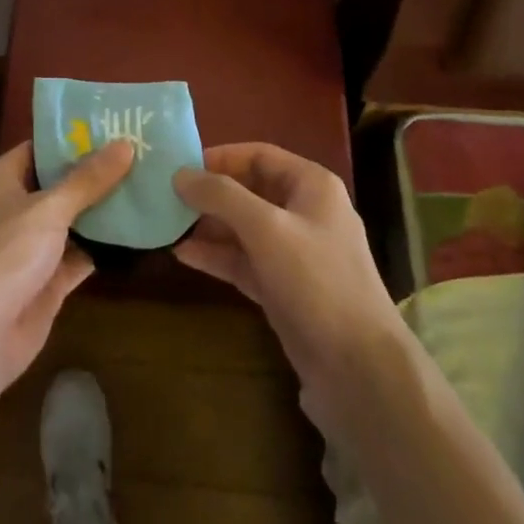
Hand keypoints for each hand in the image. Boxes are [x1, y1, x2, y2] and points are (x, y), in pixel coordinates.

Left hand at [0, 139, 135, 396]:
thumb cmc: (4, 255)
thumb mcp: (49, 209)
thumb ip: (88, 179)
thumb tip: (126, 144)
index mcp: (1, 179)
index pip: (40, 148)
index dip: (75, 138)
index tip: (115, 125)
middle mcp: (13, 207)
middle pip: (60, 183)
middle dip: (97, 173)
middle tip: (143, 154)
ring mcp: (30, 246)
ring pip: (72, 220)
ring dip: (103, 210)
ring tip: (149, 186)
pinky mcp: (46, 280)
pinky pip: (79, 255)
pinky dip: (104, 247)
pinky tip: (138, 233)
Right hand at [173, 143, 406, 438]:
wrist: (358, 368)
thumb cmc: (315, 281)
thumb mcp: (266, 229)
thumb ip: (221, 196)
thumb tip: (179, 174)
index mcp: (311, 185)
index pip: (259, 155)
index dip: (219, 157)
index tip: (179, 167)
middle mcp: (304, 212)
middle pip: (248, 190)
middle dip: (209, 194)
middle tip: (165, 198)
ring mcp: (294, 253)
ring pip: (243, 228)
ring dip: (208, 226)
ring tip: (167, 225)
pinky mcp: (283, 288)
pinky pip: (244, 261)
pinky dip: (217, 256)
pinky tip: (182, 255)